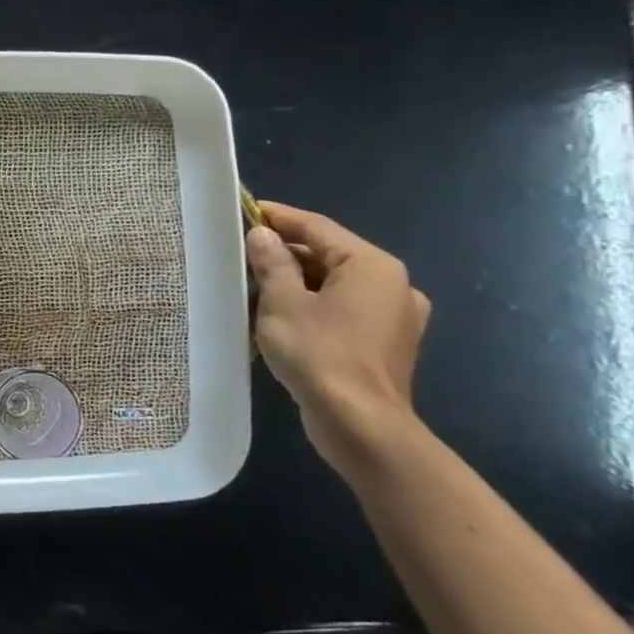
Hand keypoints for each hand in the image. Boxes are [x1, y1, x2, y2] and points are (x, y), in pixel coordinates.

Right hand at [246, 202, 431, 473]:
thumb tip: (262, 235)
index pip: (318, 227)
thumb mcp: (282, 302)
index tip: (244, 210)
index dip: (279, 217)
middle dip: (284, 253)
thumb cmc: (319, 353)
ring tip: (252, 285)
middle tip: (240, 253)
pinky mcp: (384, 343)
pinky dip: (311, 305)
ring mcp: (393, 317)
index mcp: (372, 266)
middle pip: (328, 255)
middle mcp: (392, 285)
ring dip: (295, 281)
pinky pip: (342, 309)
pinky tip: (279, 316)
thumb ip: (272, 263)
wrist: (359, 423)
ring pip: (334, 284)